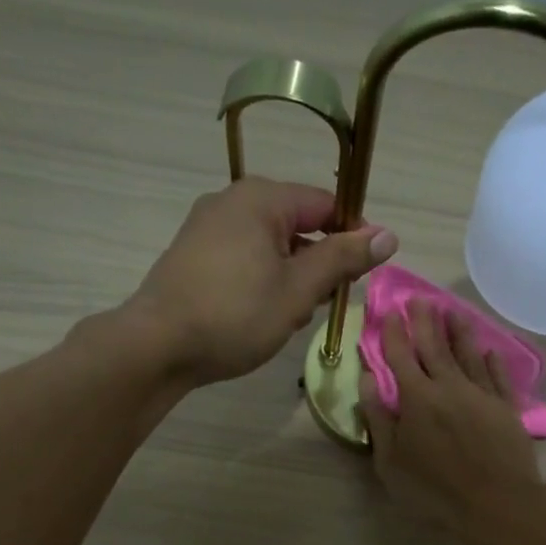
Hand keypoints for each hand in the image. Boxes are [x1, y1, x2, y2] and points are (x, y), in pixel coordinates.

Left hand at [123, 177, 397, 385]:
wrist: (157, 346)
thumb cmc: (235, 315)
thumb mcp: (298, 289)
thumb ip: (343, 260)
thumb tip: (388, 236)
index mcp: (261, 198)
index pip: (326, 204)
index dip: (352, 237)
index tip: (363, 275)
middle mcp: (232, 202)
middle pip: (297, 225)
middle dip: (317, 264)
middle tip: (320, 305)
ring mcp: (207, 228)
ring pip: (270, 247)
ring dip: (290, 279)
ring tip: (287, 319)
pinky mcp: (192, 257)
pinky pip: (243, 260)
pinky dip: (261, 283)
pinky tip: (259, 318)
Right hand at [358, 302, 545, 541]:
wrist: (495, 502)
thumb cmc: (433, 488)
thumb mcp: (390, 461)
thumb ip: (378, 418)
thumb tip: (367, 381)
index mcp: (417, 398)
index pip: (401, 356)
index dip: (393, 333)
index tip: (388, 312)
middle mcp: (449, 386)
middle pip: (435, 346)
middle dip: (424, 321)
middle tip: (418, 299)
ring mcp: (481, 394)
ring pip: (468, 354)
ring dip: (459, 331)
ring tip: (452, 311)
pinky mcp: (507, 408)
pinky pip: (498, 377)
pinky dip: (492, 361)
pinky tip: (489, 351)